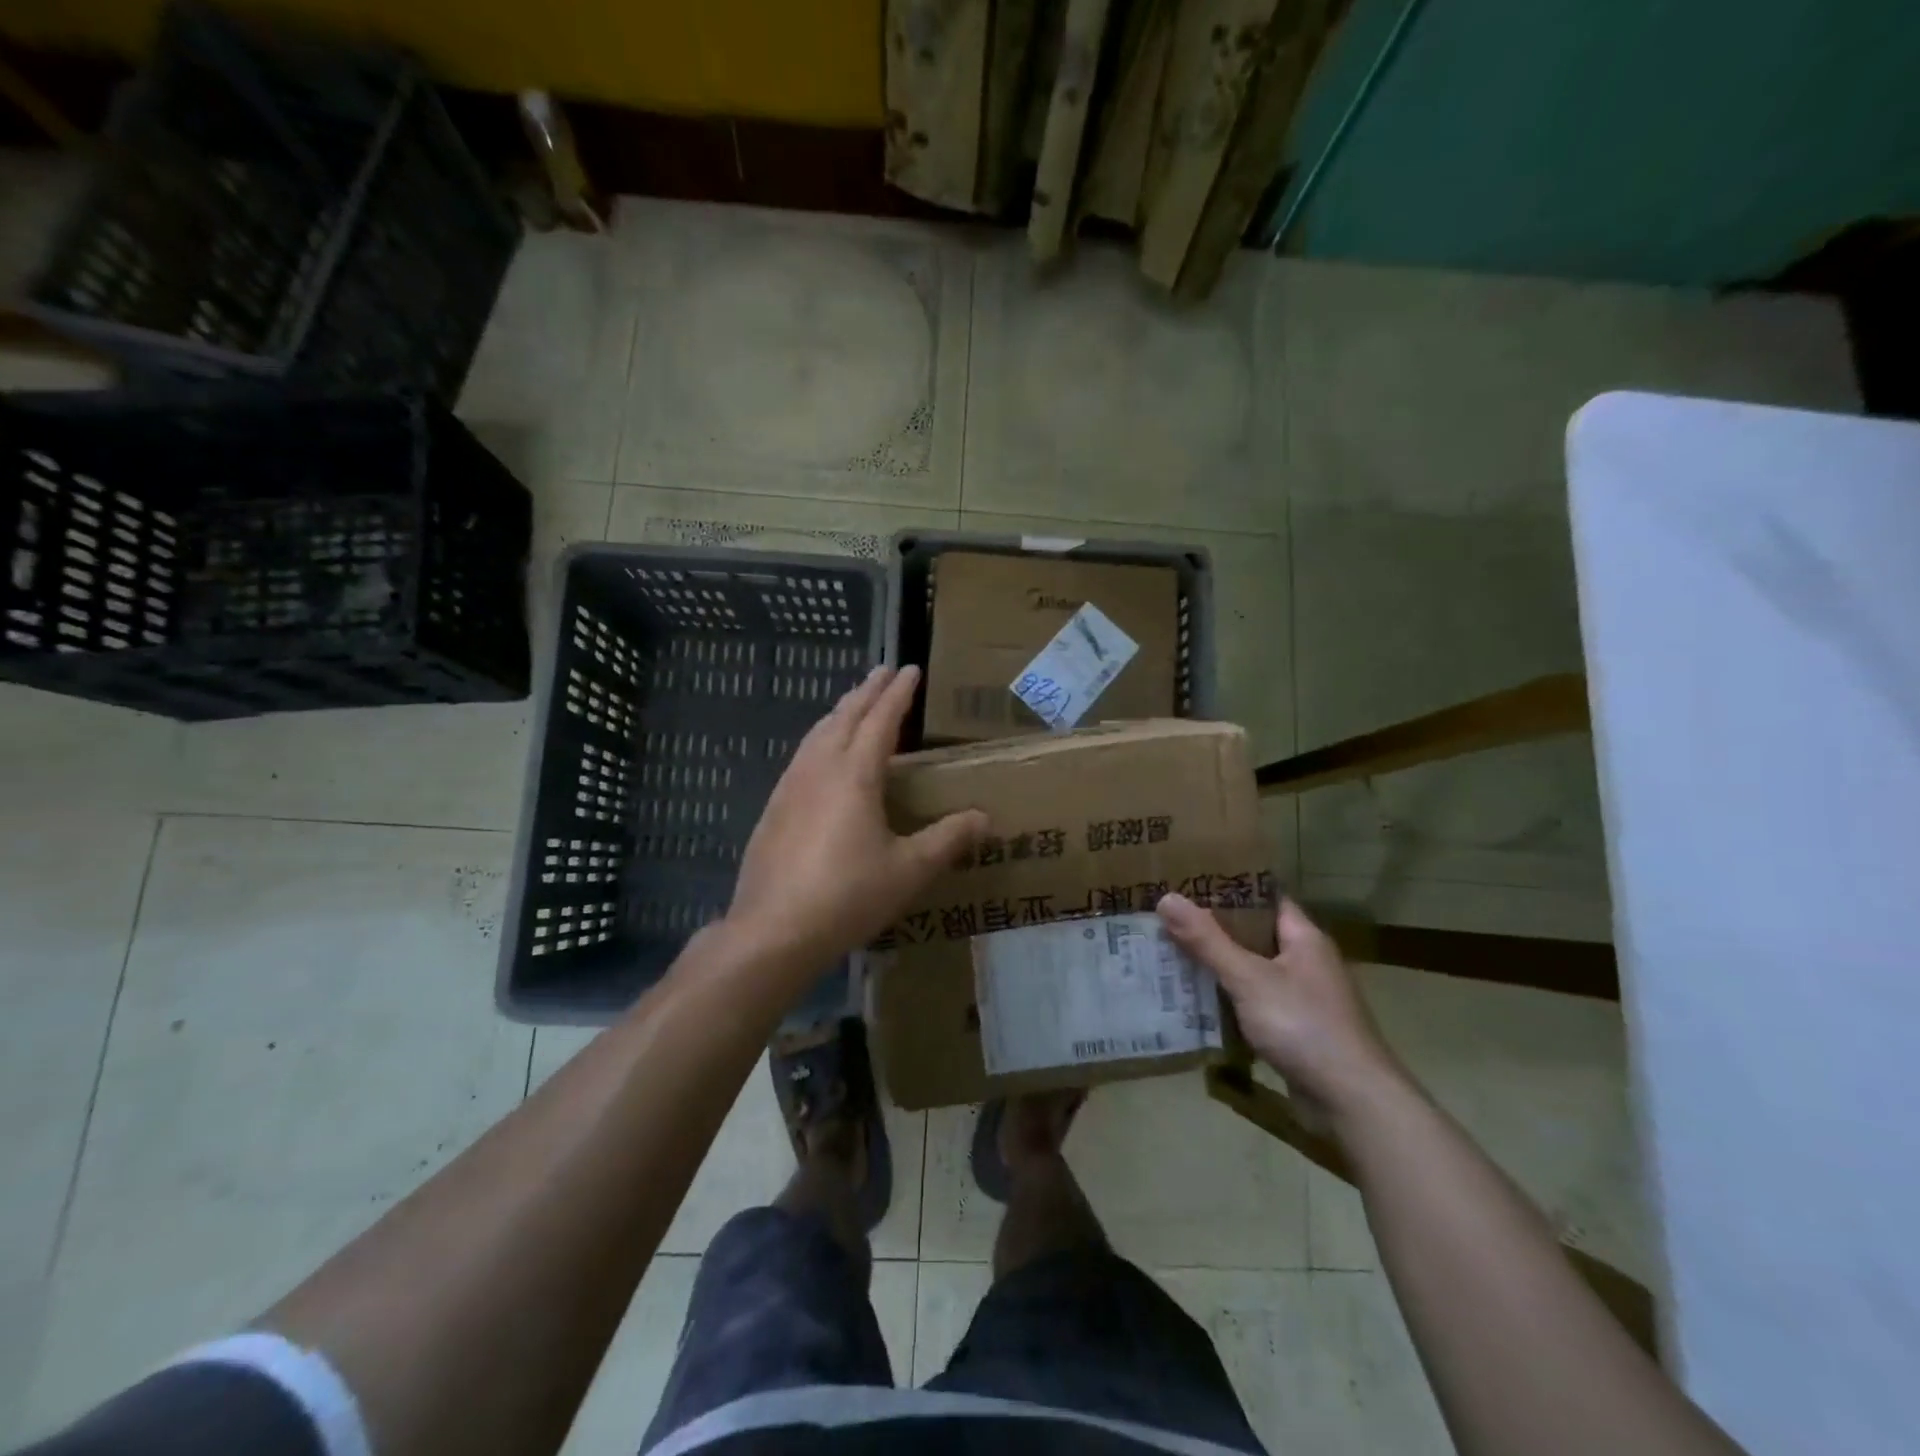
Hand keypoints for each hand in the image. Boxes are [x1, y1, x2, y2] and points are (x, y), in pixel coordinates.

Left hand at [728, 665, 986, 979]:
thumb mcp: (909, 870)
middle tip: (882, 672)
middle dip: (866, 692)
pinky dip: (819, 738)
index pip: (880, 720)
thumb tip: (984, 818)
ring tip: (853, 703)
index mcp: (855, 774)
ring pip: (817, 733)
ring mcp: (790, 787)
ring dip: (839, 712)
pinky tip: (820, 755)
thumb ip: (947, 839)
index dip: (898, 694)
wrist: (773, 931)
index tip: (910, 669)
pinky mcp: (774, 808)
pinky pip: (802, 756)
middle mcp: (819, 769)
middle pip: (844, 717)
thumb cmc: (848, 896)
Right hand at [1157, 893, 1402, 1121]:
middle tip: (1167, 919)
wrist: (1353, 1102)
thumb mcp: (1248, 978)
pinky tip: (1195, 1000)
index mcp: (1304, 938)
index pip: (1264, 898)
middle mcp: (1306, 962)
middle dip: (1213, 929)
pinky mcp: (1296, 1030)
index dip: (1228, 888)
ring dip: (1217, 966)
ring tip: (1170, 954)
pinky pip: (1254, 1002)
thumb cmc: (1304, 1026)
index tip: (1187, 883)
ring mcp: (1303, 998)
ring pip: (1251, 970)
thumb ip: (1207, 940)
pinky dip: (1228, 999)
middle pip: (1253, 934)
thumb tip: (1167, 898)